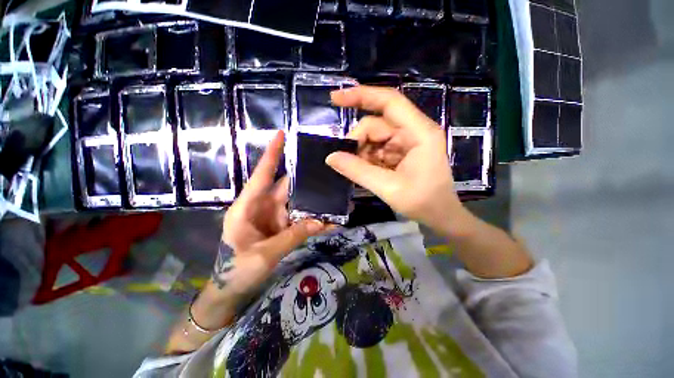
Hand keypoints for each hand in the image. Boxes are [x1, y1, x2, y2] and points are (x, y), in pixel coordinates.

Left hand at [215, 130, 326, 296]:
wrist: (232, 289)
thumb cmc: (237, 270)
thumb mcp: (263, 255)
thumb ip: (292, 237)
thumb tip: (320, 222)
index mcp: (248, 206)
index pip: (261, 174)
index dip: (271, 154)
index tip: (281, 134)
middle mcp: (263, 206)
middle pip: (287, 187)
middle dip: (307, 179)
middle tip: (328, 170)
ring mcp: (275, 217)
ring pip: (298, 203)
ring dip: (315, 202)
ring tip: (336, 196)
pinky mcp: (283, 227)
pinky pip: (301, 219)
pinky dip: (314, 220)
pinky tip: (331, 220)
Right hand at [326, 86, 474, 237]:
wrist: (440, 216)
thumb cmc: (423, 203)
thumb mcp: (388, 188)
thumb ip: (358, 171)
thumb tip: (330, 157)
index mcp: (419, 133)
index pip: (389, 102)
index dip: (361, 96)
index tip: (335, 99)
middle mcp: (413, 131)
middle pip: (376, 124)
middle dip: (358, 141)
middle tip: (348, 161)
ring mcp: (406, 142)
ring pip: (373, 137)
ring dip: (362, 153)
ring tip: (360, 171)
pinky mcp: (400, 152)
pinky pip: (376, 148)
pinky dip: (367, 158)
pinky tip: (367, 171)